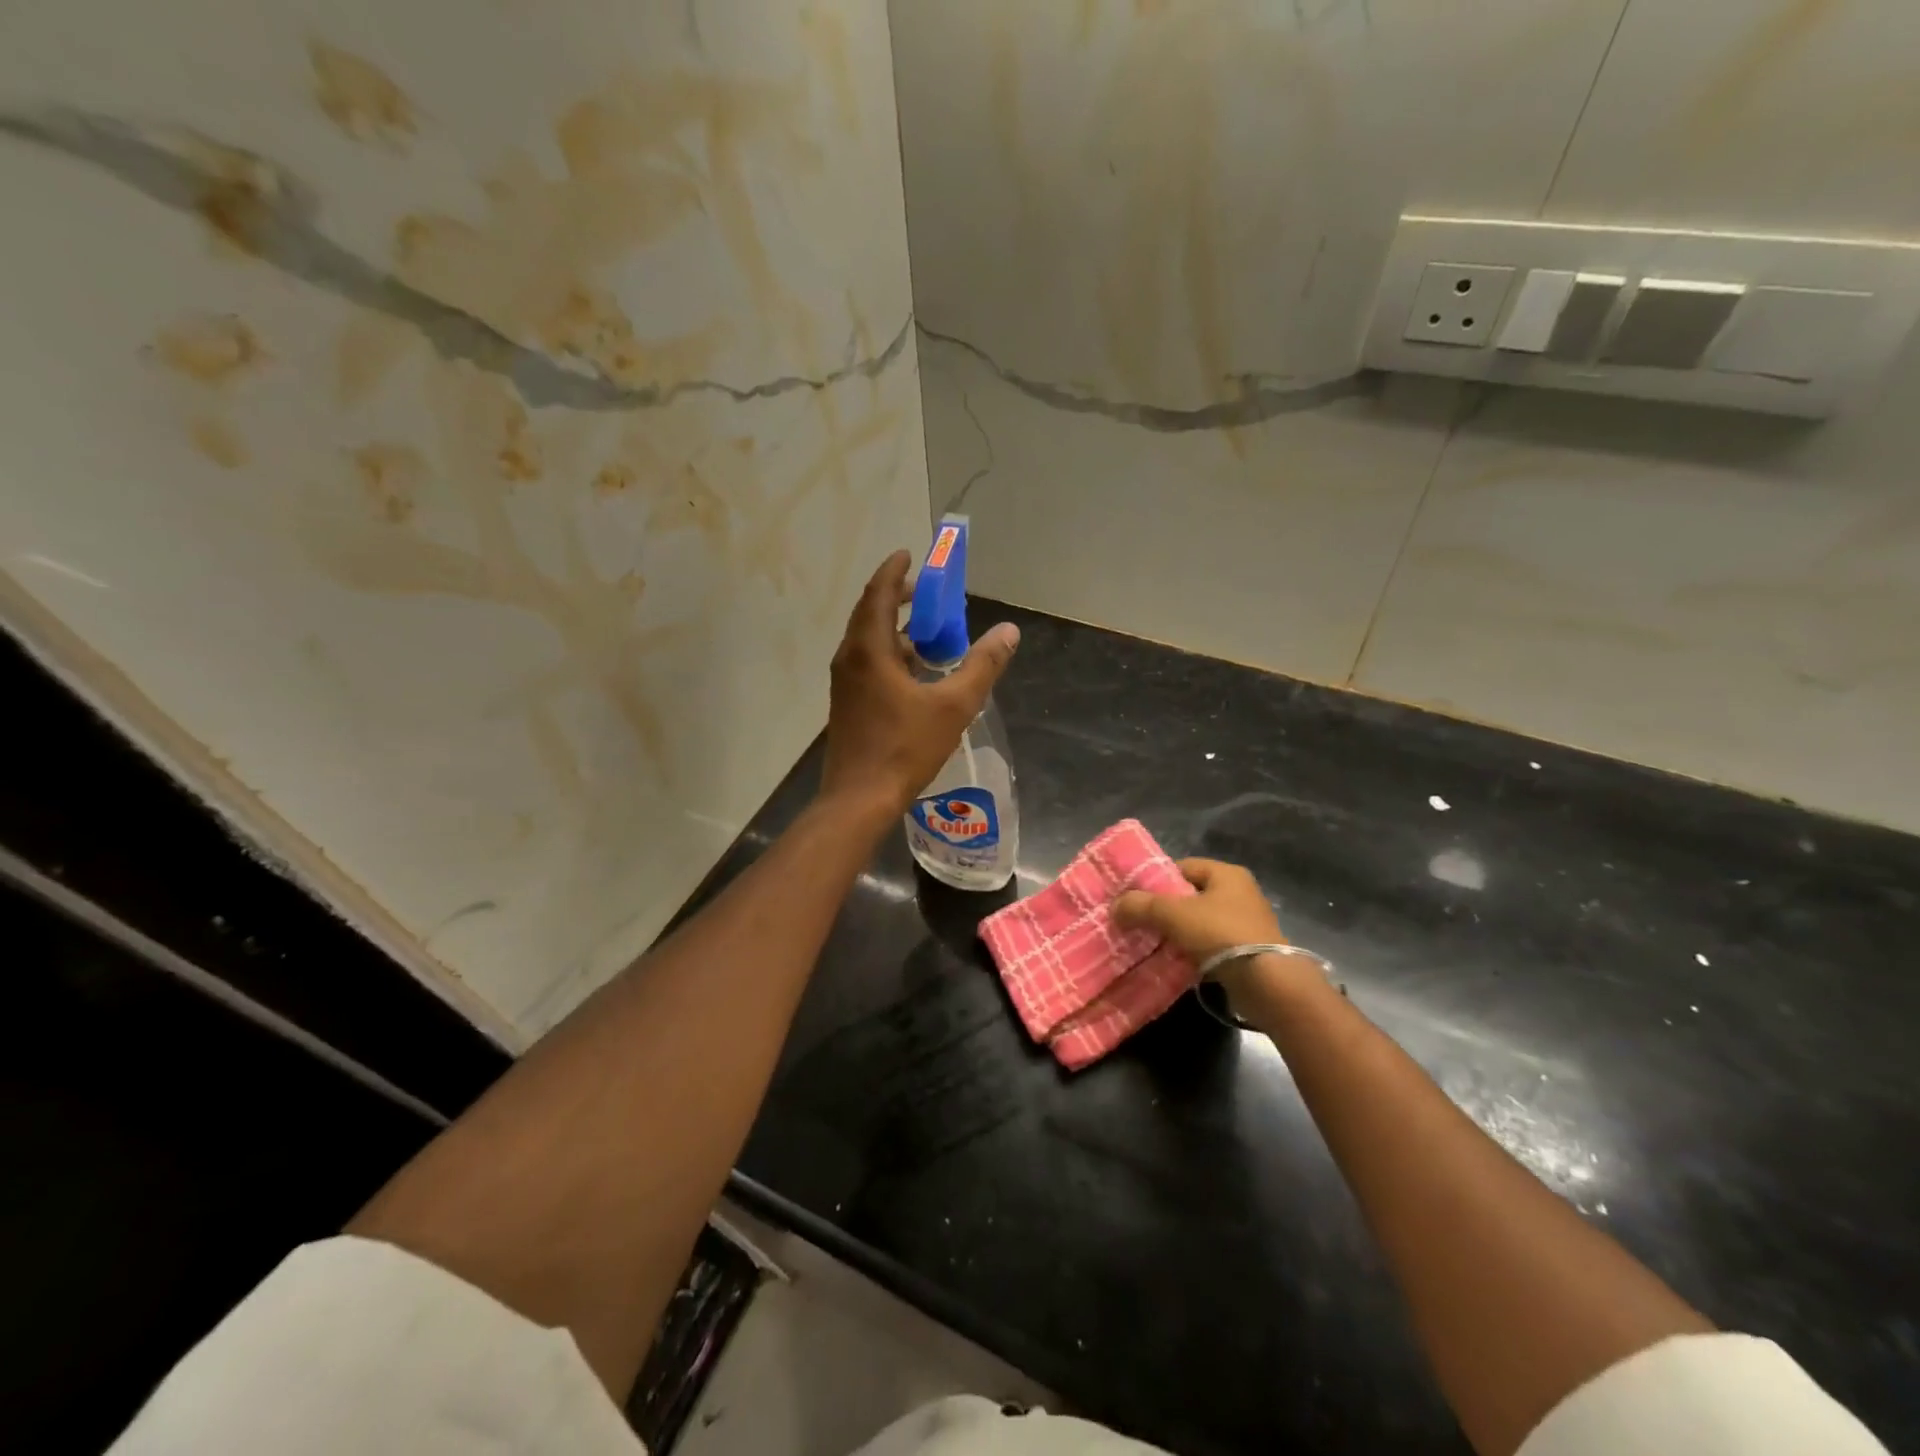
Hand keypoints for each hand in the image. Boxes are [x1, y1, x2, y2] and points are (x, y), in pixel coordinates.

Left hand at [819, 550, 1019, 818]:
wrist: (859, 798)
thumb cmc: (904, 748)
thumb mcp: (954, 706)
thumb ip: (982, 666)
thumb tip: (1008, 632)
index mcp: (869, 651)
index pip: (878, 594)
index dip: (894, 571)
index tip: (910, 554)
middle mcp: (849, 659)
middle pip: (870, 614)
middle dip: (897, 598)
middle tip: (927, 592)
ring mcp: (844, 684)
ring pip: (868, 642)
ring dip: (895, 629)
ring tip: (928, 631)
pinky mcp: (846, 704)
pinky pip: (867, 664)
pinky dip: (890, 654)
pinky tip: (915, 672)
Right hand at [1114, 859, 1297, 1009]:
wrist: (1267, 983)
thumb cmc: (1220, 934)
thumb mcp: (1173, 914)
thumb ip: (1141, 906)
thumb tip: (1116, 906)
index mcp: (1226, 874)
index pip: (1182, 867)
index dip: (1156, 879)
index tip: (1135, 896)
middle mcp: (1240, 893)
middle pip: (1190, 895)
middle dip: (1164, 909)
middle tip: (1138, 921)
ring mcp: (1246, 924)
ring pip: (1199, 922)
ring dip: (1177, 933)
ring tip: (1150, 943)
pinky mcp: (1248, 952)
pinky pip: (1210, 946)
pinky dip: (1191, 951)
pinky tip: (1173, 962)